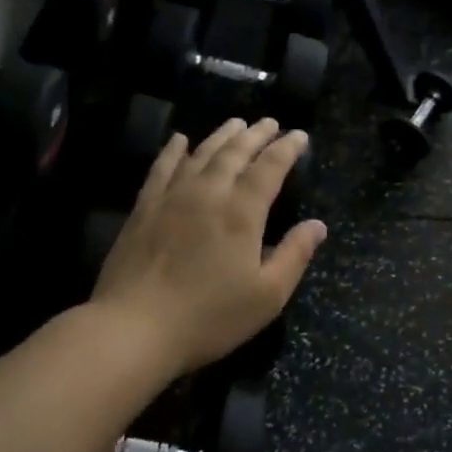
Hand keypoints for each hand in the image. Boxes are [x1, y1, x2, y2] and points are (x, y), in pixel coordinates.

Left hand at [91, 118, 326, 375]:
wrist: (133, 328)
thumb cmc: (209, 317)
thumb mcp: (267, 296)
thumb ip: (295, 255)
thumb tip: (318, 225)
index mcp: (242, 212)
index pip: (270, 168)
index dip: (287, 149)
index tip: (300, 135)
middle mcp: (208, 193)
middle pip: (235, 153)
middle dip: (256, 134)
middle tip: (270, 122)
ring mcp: (172, 197)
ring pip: (201, 153)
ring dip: (222, 136)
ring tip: (236, 123)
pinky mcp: (144, 208)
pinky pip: (162, 167)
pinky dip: (174, 150)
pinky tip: (180, 140)